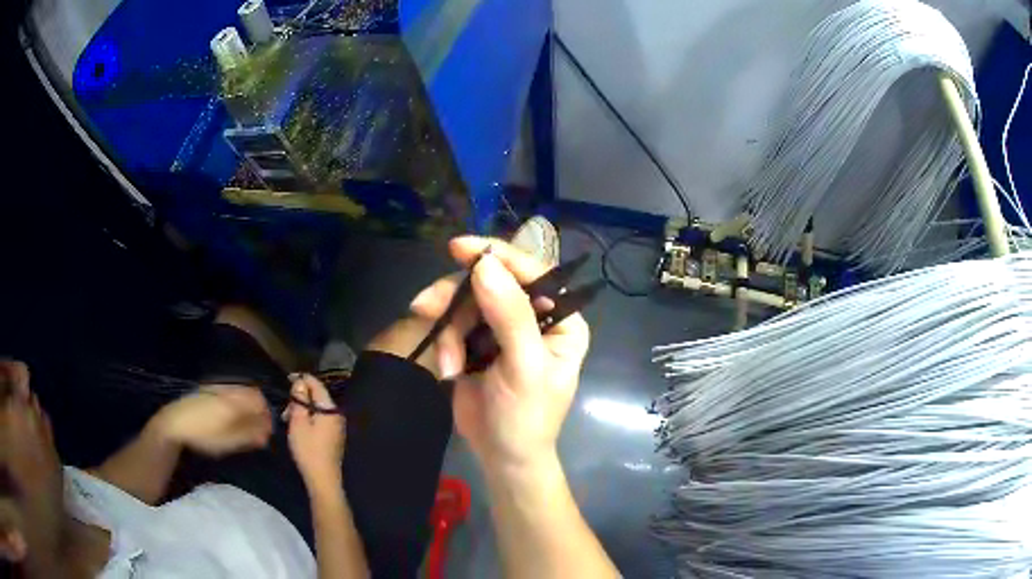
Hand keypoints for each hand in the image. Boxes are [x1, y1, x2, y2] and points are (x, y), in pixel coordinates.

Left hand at [154, 385, 272, 456]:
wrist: (175, 423)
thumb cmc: (204, 435)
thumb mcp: (230, 441)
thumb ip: (250, 435)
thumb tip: (268, 432)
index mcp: (235, 401)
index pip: (260, 400)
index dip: (267, 414)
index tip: (268, 429)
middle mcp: (228, 390)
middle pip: (251, 394)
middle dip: (258, 409)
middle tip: (258, 427)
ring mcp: (217, 387)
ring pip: (240, 392)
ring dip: (246, 405)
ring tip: (244, 423)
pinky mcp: (208, 389)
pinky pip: (230, 392)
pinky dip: (236, 403)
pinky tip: (230, 416)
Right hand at [285, 374, 345, 488]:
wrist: (323, 479)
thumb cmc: (308, 450)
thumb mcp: (298, 422)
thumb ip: (299, 400)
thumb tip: (300, 382)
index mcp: (330, 409)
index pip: (317, 384)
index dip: (302, 379)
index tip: (287, 378)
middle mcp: (337, 415)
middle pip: (317, 397)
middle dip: (300, 398)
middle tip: (285, 408)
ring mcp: (337, 426)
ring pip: (317, 409)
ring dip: (302, 410)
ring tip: (288, 419)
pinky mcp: (334, 436)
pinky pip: (320, 420)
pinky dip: (308, 419)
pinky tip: (298, 427)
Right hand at [410, 237, 590, 475]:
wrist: (501, 458)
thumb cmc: (526, 418)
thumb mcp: (524, 368)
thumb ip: (509, 315)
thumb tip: (485, 265)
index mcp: (561, 319)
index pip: (533, 273)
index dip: (497, 256)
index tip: (459, 248)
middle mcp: (534, 316)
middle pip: (491, 283)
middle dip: (457, 298)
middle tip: (425, 307)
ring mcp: (503, 328)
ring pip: (466, 302)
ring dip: (448, 329)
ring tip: (448, 364)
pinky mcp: (477, 341)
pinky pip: (454, 322)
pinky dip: (445, 342)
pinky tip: (448, 370)